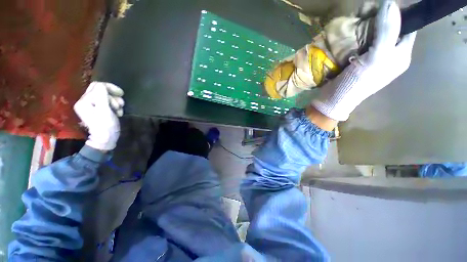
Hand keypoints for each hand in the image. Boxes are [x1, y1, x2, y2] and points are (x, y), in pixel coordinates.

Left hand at [74, 82, 124, 150]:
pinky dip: (114, 106)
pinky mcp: (98, 110)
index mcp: (84, 101)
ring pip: (106, 97)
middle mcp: (85, 102)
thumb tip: (102, 85)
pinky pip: (107, 103)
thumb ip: (102, 96)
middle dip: (113, 96)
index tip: (122, 94)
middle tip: (120, 104)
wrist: (106, 140)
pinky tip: (117, 112)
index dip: (110, 88)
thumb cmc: (105, 126)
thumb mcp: (104, 110)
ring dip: (115, 102)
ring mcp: (91, 106)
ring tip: (119, 110)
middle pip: (101, 91)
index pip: (97, 86)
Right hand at [312, 0, 416, 120]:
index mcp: (400, 56)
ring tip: (357, 18)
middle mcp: (389, 55)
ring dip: (366, 25)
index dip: (399, 13)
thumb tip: (390, 1)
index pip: (407, 27)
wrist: (333, 99)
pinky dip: (356, 34)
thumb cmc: (358, 82)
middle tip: (367, 10)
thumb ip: (387, 30)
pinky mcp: (357, 59)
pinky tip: (350, 30)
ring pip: (374, 33)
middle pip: (390, 28)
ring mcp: (372, 57)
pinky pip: (361, 41)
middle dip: (380, 18)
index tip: (384, 3)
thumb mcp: (377, 57)